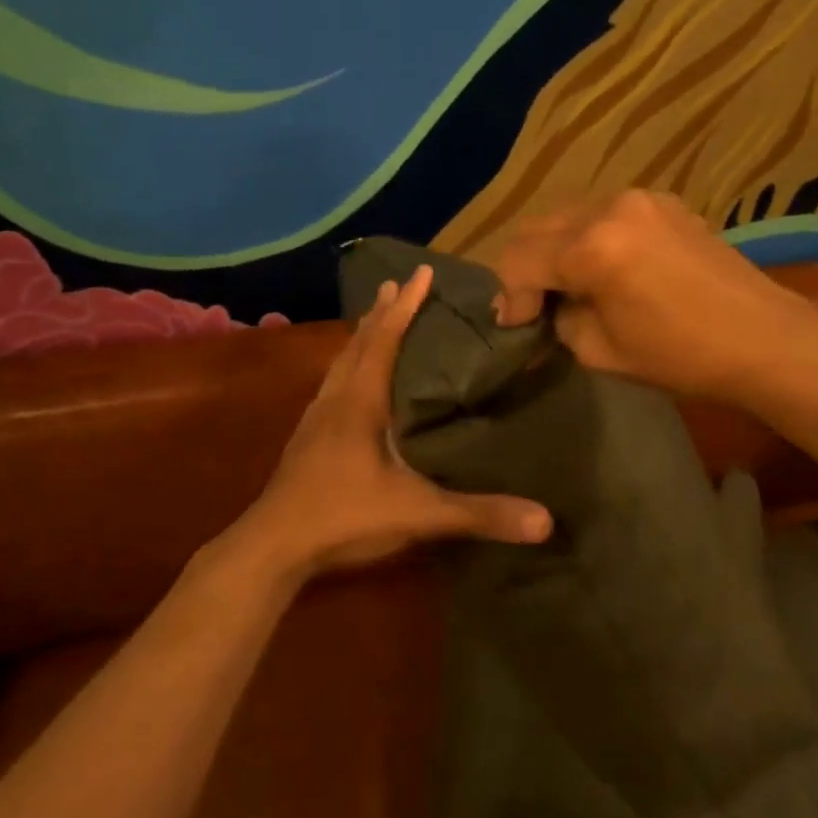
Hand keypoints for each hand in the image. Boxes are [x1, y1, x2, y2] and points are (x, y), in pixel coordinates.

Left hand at [235, 265, 551, 578]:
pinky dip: (346, 368)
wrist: (272, 546)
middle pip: (359, 343)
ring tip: (373, 320)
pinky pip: (330, 386)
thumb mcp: (417, 514)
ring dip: (359, 337)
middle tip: (396, 284)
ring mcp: (314, 420)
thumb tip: (545, 521)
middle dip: (381, 312)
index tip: (421, 271)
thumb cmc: (343, 517)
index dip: (406, 306)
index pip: (385, 339)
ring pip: (340, 364)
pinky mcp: (305, 440)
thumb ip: (478, 514)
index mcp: (360, 402)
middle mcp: (335, 400)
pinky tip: (349, 383)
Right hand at [492, 190, 817, 401]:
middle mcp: (609, 208)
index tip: (518, 326)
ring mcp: (639, 198)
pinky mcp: (663, 201)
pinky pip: (603, 214)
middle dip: (527, 270)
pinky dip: (589, 238)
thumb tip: (544, 308)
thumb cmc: (681, 356)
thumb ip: (559, 320)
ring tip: (569, 288)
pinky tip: (605, 269)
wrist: (765, 338)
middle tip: (534, 308)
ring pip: (567, 217)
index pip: (518, 261)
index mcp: (591, 248)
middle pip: (536, 229)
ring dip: (556, 251)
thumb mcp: (600, 351)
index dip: (510, 297)